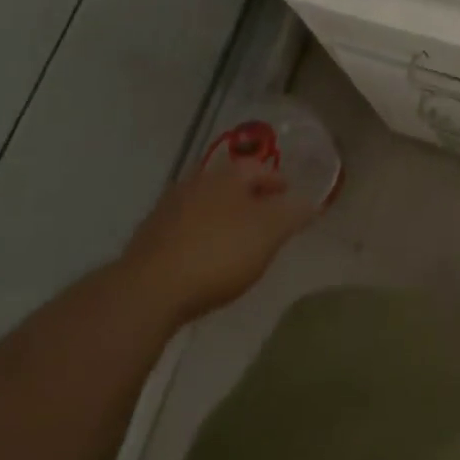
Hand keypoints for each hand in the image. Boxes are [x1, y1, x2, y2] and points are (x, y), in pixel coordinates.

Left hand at [122, 157, 318, 321]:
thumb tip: (310, 200)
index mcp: (228, 175)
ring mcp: (169, 207)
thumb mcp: (269, 233)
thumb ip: (293, 213)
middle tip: (267, 220)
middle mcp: (197, 181)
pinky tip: (206, 258)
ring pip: (207, 205)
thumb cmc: (218, 254)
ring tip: (239, 241)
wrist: (148, 290)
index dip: (279, 183)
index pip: (261, 169)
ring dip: (224, 217)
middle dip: (251, 198)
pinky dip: (202, 236)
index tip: (291, 199)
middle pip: (232, 185)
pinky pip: (187, 228)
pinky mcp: (150, 236)